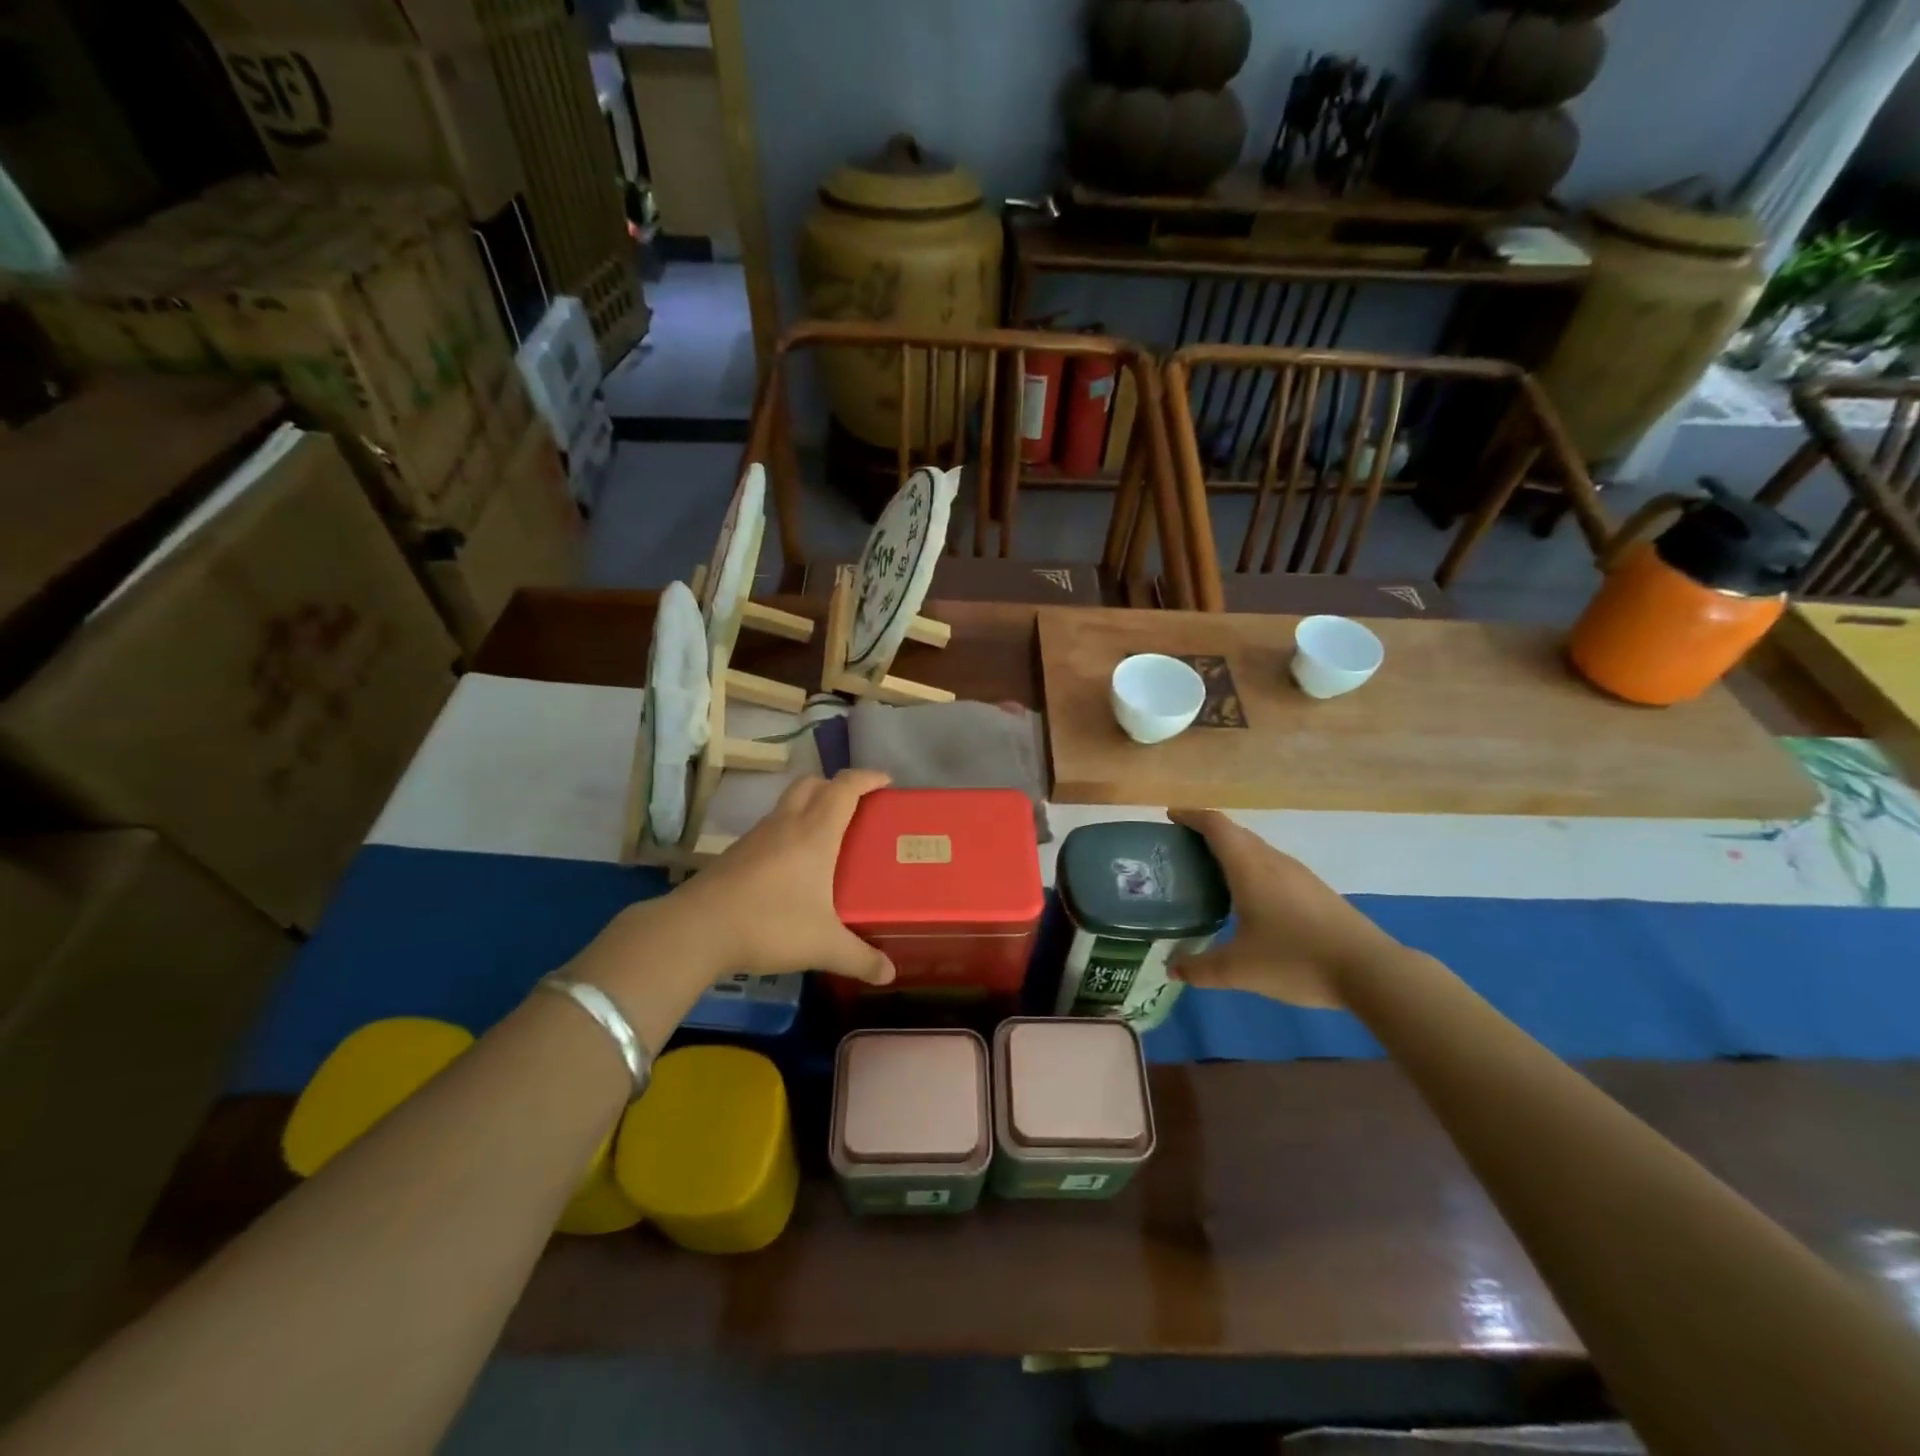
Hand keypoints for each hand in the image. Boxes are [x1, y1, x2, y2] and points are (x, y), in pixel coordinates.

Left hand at [672, 770, 896, 984]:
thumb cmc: (769, 925)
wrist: (696, 930)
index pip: (845, 788)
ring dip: (809, 806)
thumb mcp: (823, 945)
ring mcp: (757, 836)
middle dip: (836, 785)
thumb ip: (860, 958)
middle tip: (855, 806)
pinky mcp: (736, 853)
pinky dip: (788, 831)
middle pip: (812, 784)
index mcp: (815, 833)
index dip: (867, 778)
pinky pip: (771, 828)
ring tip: (827, 836)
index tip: (886, 780)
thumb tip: (889, 974)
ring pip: (788, 804)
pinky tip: (792, 865)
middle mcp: (786, 824)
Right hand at [1167, 809, 1402, 1009]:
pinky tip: (1248, 900)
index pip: (1216, 825)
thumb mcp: (1239, 969)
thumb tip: (1172, 968)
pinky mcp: (1316, 892)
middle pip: (1236, 834)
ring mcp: (1299, 875)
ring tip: (1209, 874)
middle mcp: (1274, 862)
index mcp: (1250, 867)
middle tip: (1181, 850)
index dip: (1191, 816)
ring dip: (1231, 853)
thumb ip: (1201, 968)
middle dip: (1207, 834)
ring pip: (1257, 851)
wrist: (1370, 970)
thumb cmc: (1296, 959)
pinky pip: (1273, 868)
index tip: (1170, 816)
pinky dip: (1251, 870)